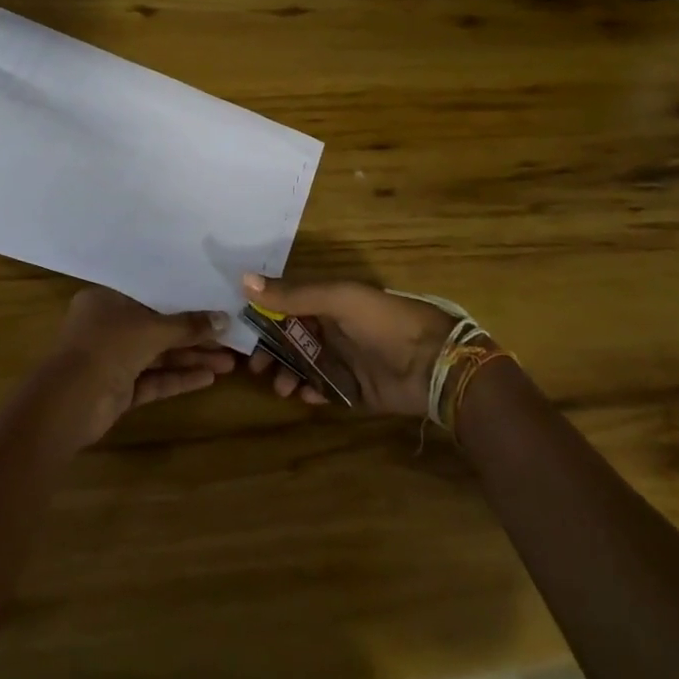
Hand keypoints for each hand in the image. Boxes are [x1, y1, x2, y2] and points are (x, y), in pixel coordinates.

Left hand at [42, 287, 235, 444]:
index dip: (181, 299)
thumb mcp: (151, 330)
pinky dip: (178, 378)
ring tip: (230, 362)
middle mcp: (108, 326)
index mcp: (106, 300)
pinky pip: (153, 379)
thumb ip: (188, 325)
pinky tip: (209, 378)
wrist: (70, 402)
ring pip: (158, 355)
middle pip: (157, 327)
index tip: (212, 301)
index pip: (149, 295)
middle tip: (230, 338)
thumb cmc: (108, 347)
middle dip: (193, 335)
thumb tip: (224, 319)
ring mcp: (113, 359)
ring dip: (191, 358)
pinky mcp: (119, 389)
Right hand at [240, 274, 456, 417]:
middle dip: (271, 352)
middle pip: (291, 340)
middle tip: (256, 367)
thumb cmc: (384, 323)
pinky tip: (305, 397)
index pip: (286, 306)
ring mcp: (345, 361)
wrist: (435, 365)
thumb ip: (292, 294)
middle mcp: (333, 330)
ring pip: (304, 368)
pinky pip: (325, 392)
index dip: (263, 317)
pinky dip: (311, 394)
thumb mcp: (338, 300)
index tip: (242, 332)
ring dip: (288, 375)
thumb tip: (243, 280)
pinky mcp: (356, 391)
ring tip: (282, 388)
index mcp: (329, 302)